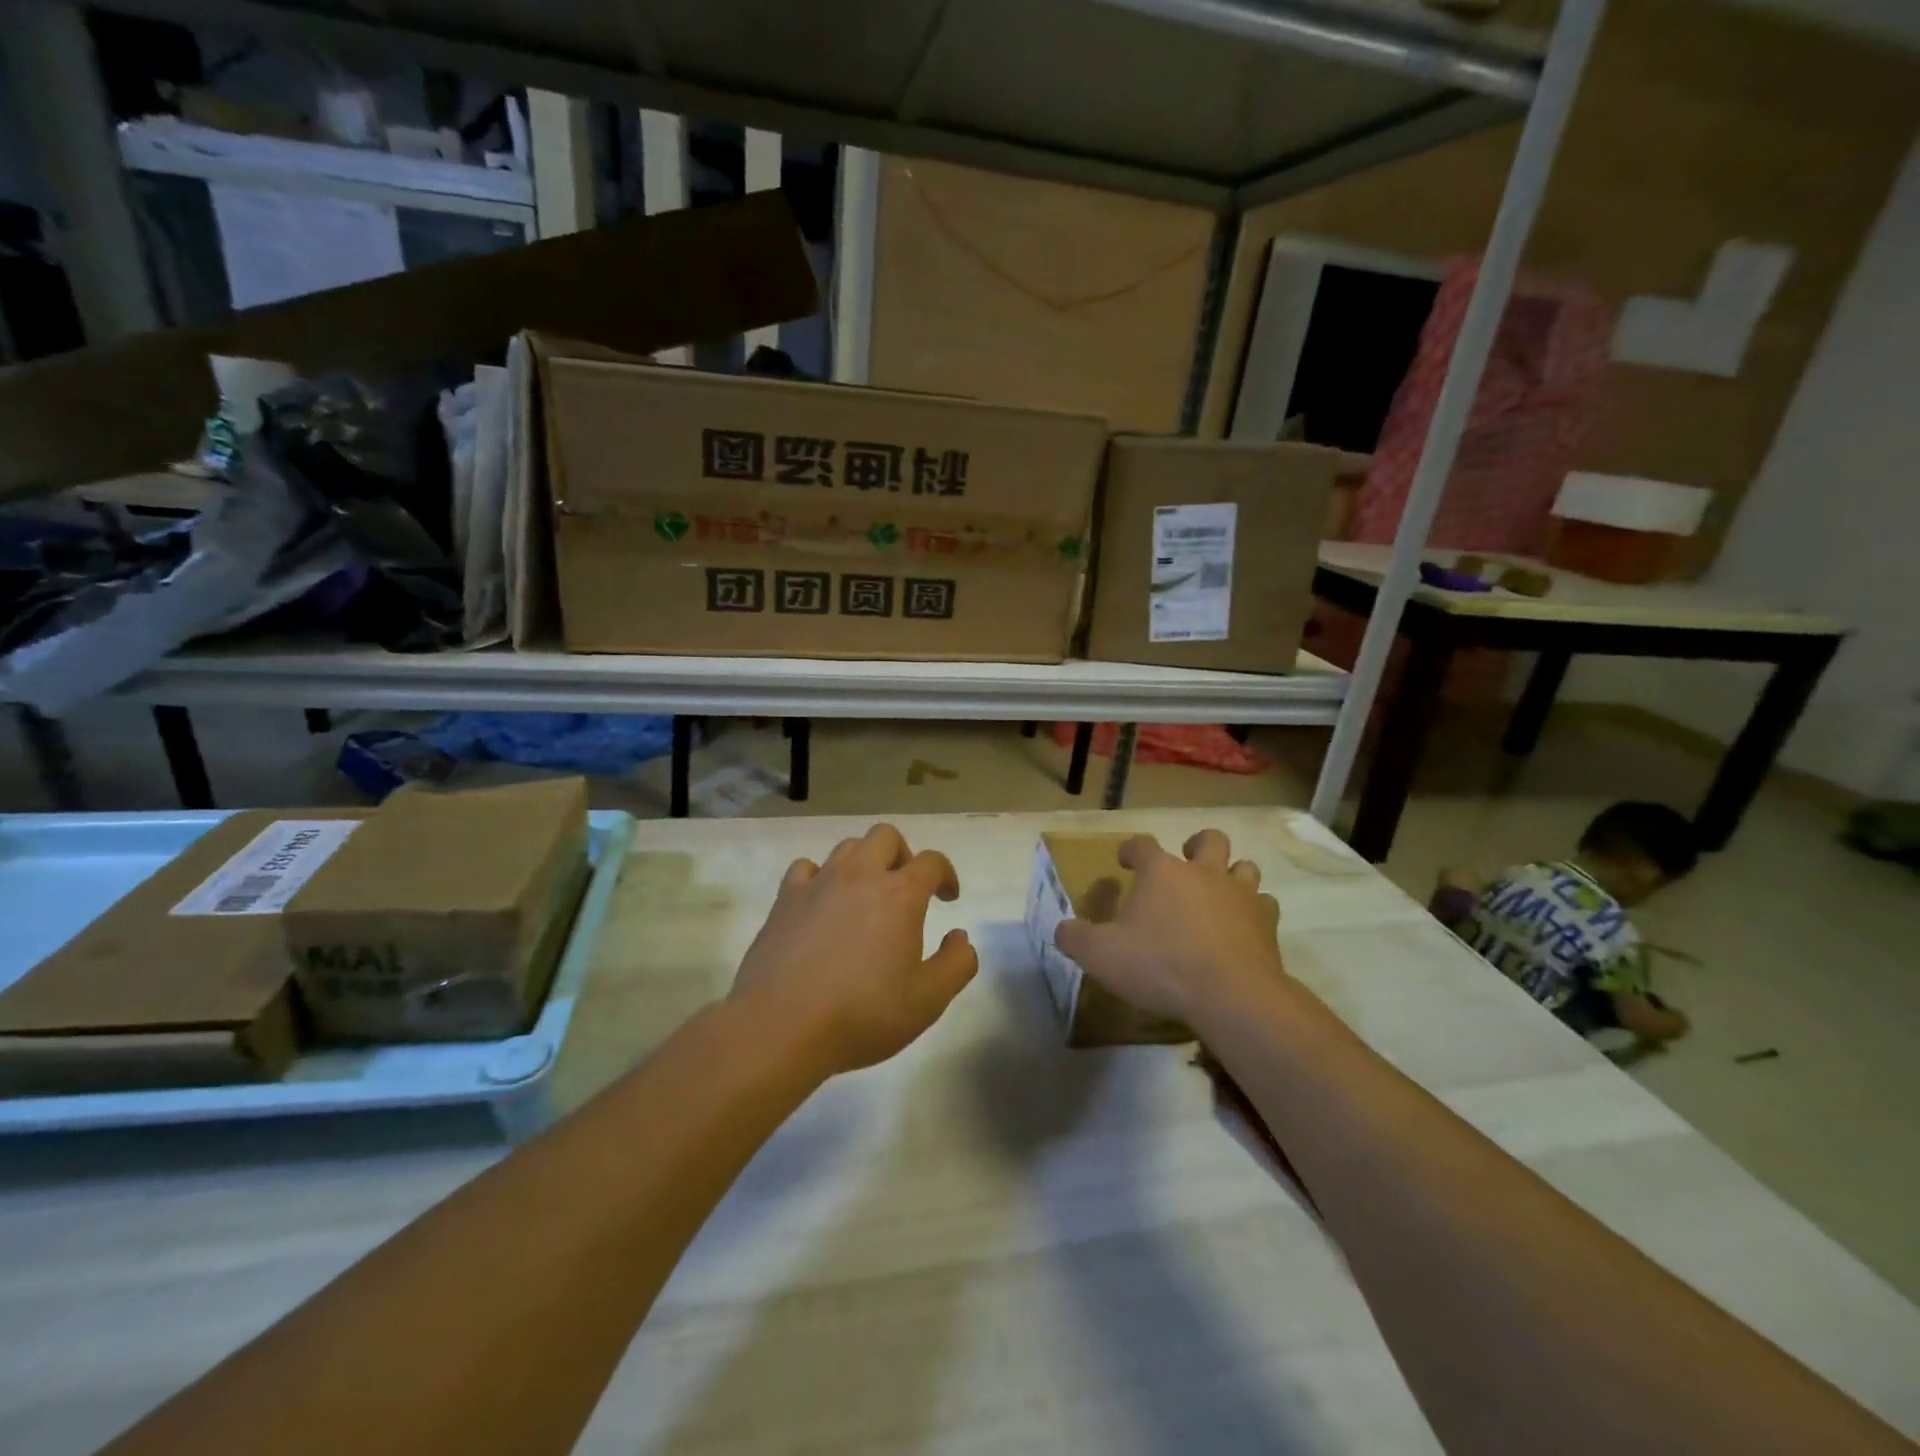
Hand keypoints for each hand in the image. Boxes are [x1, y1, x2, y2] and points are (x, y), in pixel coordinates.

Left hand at [731, 823, 977, 1075]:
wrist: (782, 1027)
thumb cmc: (863, 1014)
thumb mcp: (928, 1000)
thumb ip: (957, 964)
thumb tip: (960, 937)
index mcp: (900, 895)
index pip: (932, 861)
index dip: (946, 875)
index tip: (947, 898)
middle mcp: (860, 876)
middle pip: (886, 836)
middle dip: (903, 855)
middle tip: (906, 889)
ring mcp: (818, 883)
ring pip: (847, 847)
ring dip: (864, 862)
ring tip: (866, 896)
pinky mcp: (784, 900)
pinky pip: (806, 868)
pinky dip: (820, 877)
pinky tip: (822, 903)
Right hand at [1055, 829, 1282, 1029]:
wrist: (1230, 995)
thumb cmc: (1159, 965)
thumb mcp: (1100, 954)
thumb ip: (1075, 937)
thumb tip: (1062, 928)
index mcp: (1162, 872)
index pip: (1142, 844)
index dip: (1131, 850)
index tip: (1124, 861)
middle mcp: (1204, 873)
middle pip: (1209, 840)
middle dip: (1197, 845)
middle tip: (1186, 862)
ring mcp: (1240, 895)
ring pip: (1244, 867)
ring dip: (1232, 874)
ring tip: (1218, 893)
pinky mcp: (1266, 924)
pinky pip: (1264, 905)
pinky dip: (1254, 911)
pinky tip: (1243, 928)